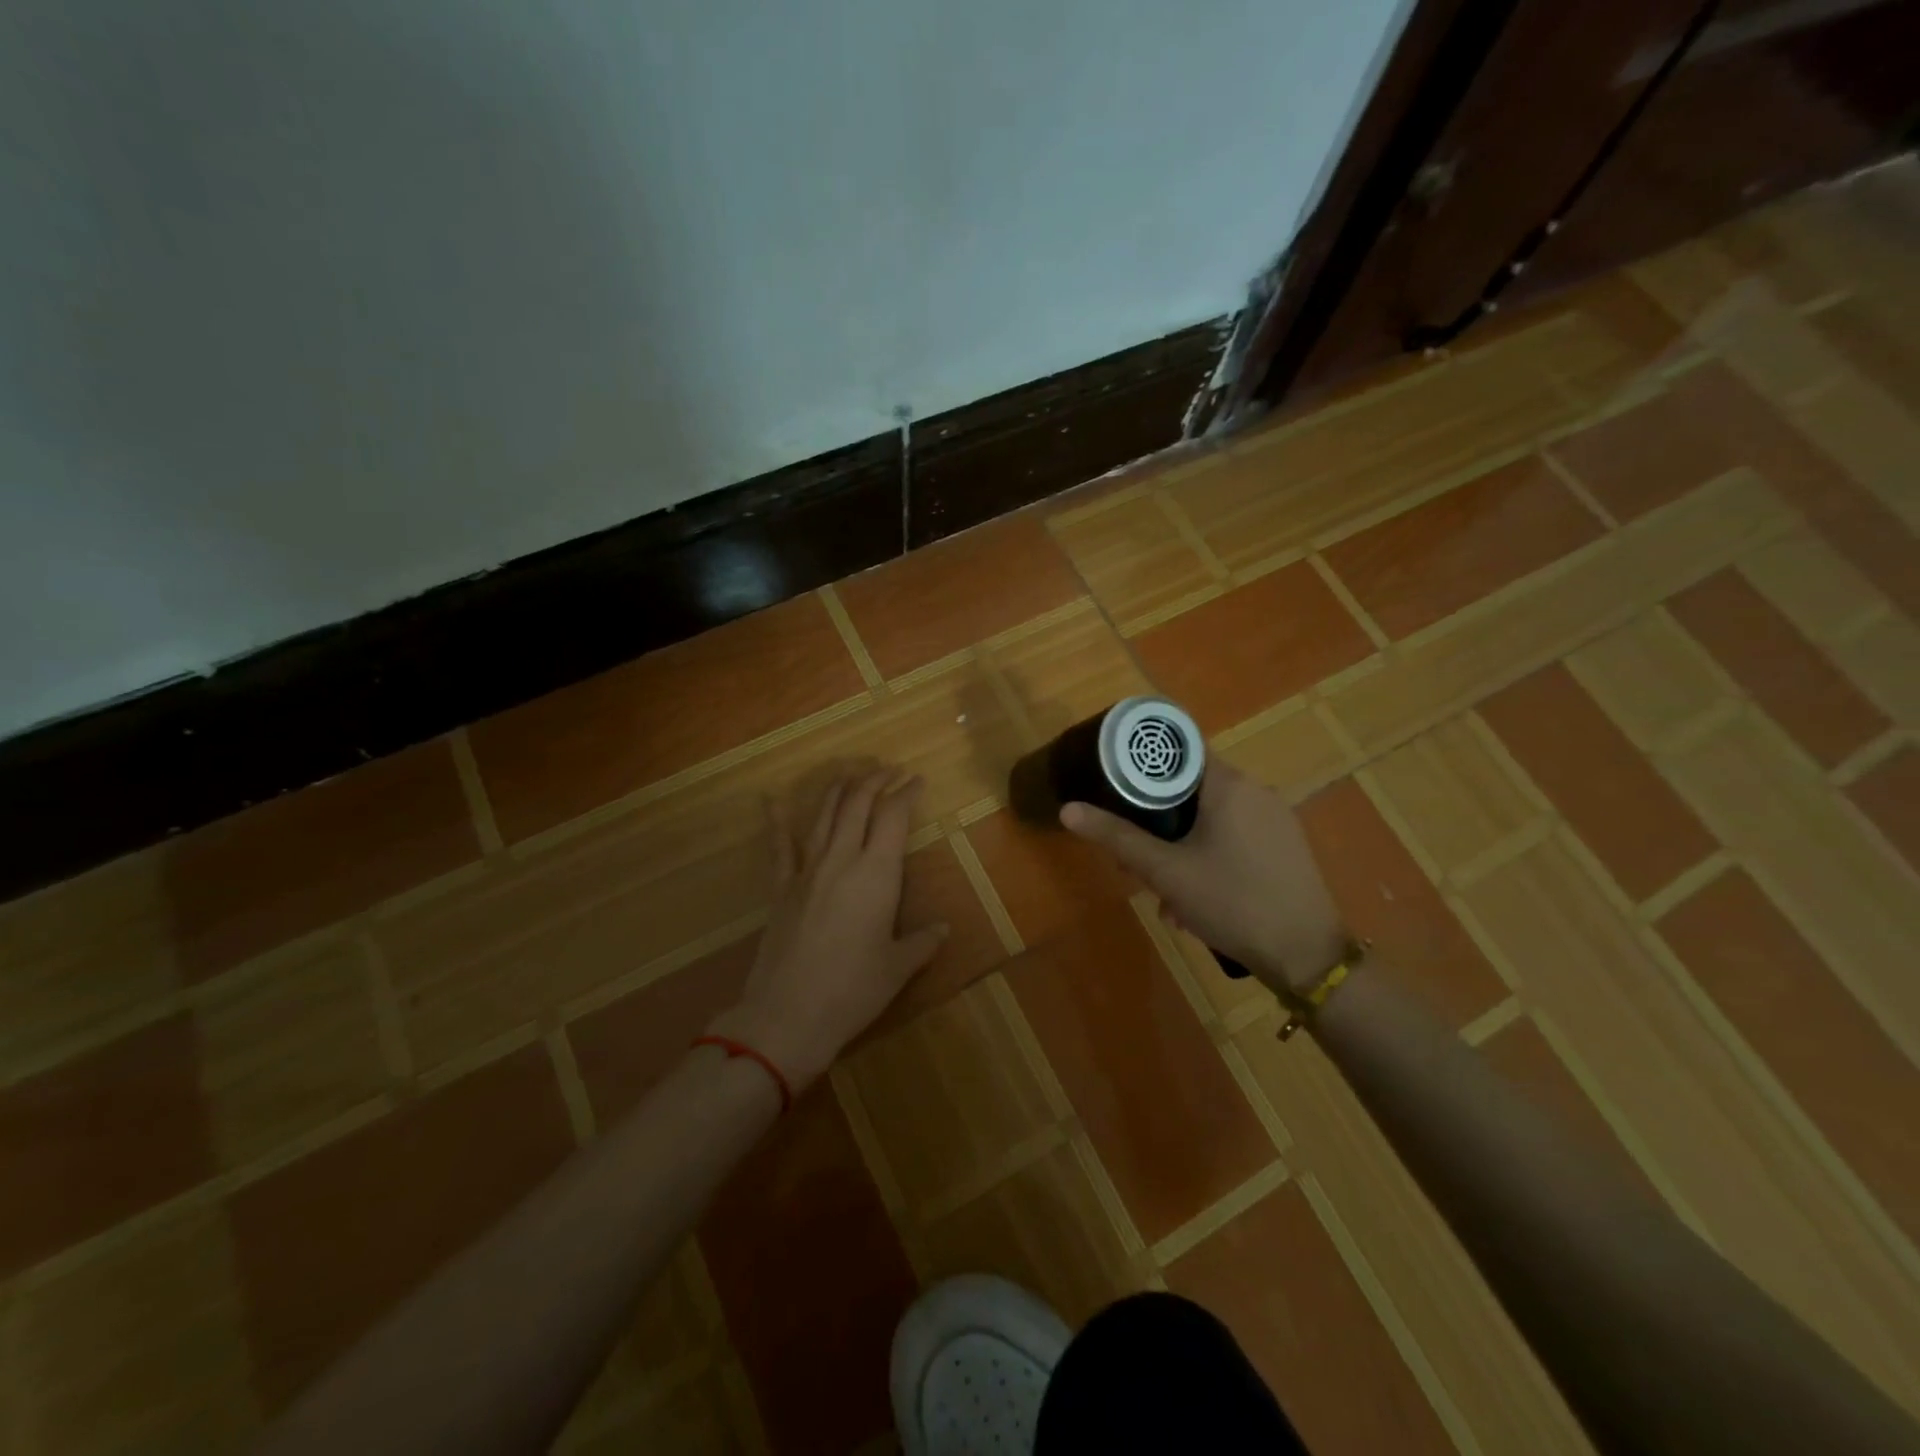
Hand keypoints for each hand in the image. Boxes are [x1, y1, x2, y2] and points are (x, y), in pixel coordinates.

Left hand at [707, 766, 947, 1089]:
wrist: (787, 1016)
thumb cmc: (852, 991)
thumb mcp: (898, 968)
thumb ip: (922, 942)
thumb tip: (942, 929)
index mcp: (876, 874)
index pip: (893, 817)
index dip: (906, 793)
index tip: (917, 781)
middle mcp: (841, 860)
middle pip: (857, 804)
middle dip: (875, 780)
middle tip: (889, 769)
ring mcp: (807, 871)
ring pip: (824, 815)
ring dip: (839, 788)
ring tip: (852, 770)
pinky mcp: (781, 889)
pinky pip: (779, 847)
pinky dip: (776, 821)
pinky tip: (769, 798)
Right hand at [1061, 760, 1347, 994]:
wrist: (1307, 956)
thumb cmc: (1232, 902)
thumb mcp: (1165, 872)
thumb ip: (1116, 837)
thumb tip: (1068, 809)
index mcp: (1229, 785)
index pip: (1179, 751)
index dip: (1144, 767)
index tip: (1117, 789)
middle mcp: (1256, 792)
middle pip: (1191, 791)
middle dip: (1158, 825)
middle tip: (1135, 862)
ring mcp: (1276, 820)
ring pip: (1212, 821)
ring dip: (1181, 851)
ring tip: (1167, 898)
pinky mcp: (1286, 847)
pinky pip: (1235, 839)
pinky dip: (1210, 859)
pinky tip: (1198, 904)